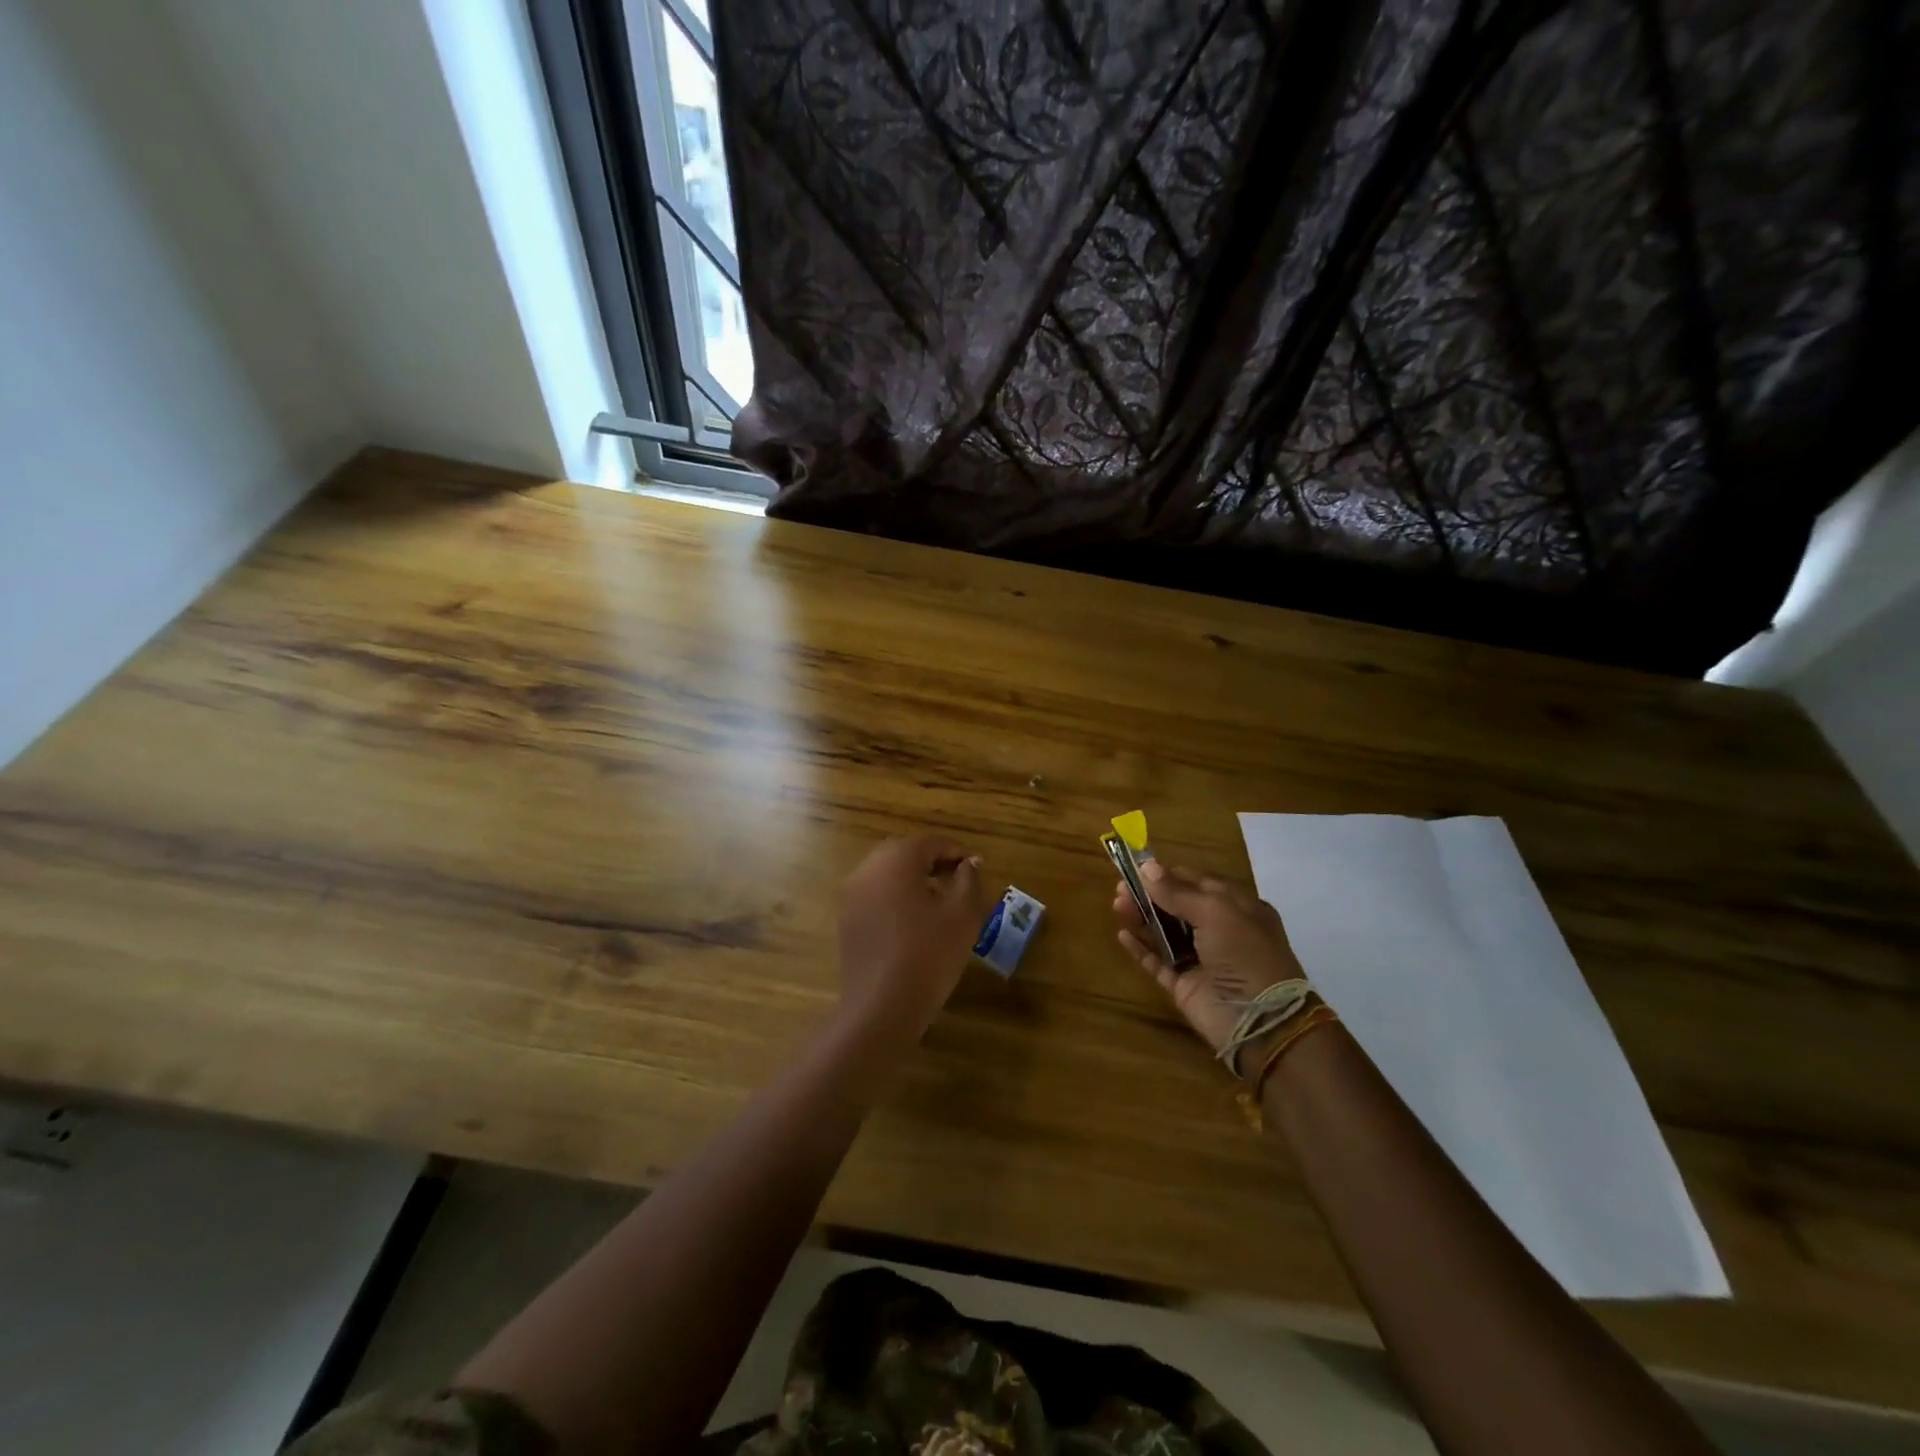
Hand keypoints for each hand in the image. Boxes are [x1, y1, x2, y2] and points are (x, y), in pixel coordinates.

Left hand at [838, 836, 993, 1041]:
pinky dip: (896, 898)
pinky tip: (915, 922)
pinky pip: (875, 895)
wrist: (882, 1005)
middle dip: (933, 862)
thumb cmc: (930, 953)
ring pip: (888, 874)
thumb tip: (970, 863)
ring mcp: (852, 894)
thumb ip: (969, 880)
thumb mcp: (963, 914)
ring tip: (940, 902)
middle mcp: (868, 868)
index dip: (957, 852)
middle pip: (905, 853)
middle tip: (959, 880)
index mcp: (897, 858)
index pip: (931, 843)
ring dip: (914, 879)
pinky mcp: (846, 919)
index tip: (976, 868)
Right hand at [1113, 861, 1305, 1056]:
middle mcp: (1220, 932)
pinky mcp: (1185, 986)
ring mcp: (1201, 960)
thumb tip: (1147, 867)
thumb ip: (1178, 891)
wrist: (1261, 1021)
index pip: (1198, 883)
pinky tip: (1123, 935)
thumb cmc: (1244, 954)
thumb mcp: (1216, 912)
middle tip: (1120, 888)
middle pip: (1177, 906)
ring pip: (1165, 932)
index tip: (1138, 868)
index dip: (1169, 874)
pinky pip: (1158, 963)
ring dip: (1142, 917)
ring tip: (1117, 905)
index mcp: (1238, 909)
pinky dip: (1141, 949)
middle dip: (1150, 895)